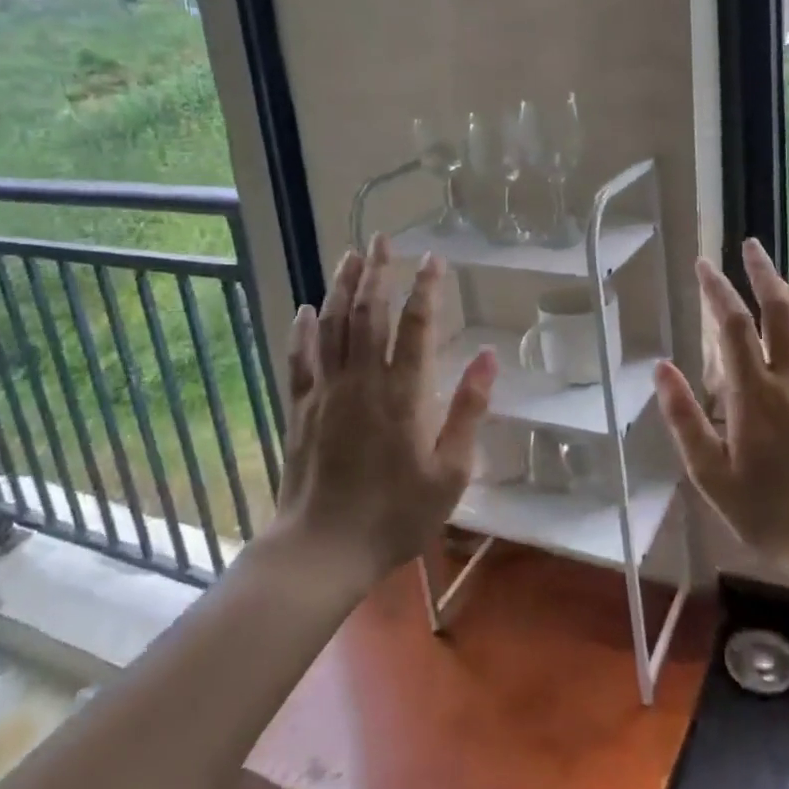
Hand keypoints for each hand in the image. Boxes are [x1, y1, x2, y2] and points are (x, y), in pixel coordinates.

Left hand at [276, 234, 496, 580]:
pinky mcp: (300, 408)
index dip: (425, 288)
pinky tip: (305, 309)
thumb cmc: (395, 515)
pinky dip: (303, 330)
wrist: (323, 549)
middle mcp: (362, 380)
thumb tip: (489, 357)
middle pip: (368, 313)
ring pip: (332, 326)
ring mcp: (326, 391)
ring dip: (342, 287)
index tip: (432, 259)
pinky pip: (300, 359)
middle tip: (382, 239)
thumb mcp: (449, 472)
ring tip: (351, 255)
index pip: (415, 326)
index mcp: (403, 394)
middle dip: (378, 272)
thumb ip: (468, 411)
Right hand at [654, 239, 788, 582]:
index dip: (717, 289)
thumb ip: (683, 417)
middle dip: (762, 272)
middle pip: (779, 309)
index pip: (732, 325)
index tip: (704, 264)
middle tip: (749, 245)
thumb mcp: (710, 474)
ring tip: (774, 274)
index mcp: (754, 393)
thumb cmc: (766, 512)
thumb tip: (661, 367)